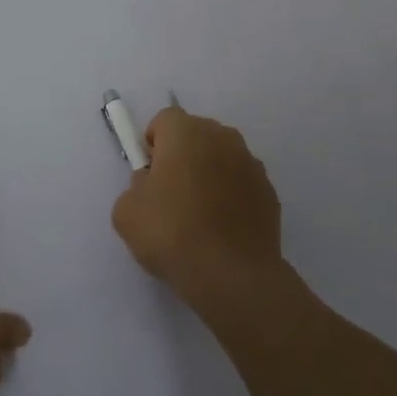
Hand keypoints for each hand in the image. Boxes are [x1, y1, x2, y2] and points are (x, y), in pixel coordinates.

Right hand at [110, 108, 282, 305]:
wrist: (231, 275)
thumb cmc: (171, 233)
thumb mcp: (126, 210)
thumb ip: (137, 185)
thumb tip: (152, 184)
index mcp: (186, 132)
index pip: (164, 120)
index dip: (153, 144)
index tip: (149, 174)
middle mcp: (222, 137)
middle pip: (196, 134)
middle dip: (182, 155)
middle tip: (170, 194)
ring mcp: (251, 164)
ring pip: (221, 158)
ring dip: (209, 174)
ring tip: (199, 215)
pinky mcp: (269, 192)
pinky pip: (241, 183)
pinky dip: (231, 196)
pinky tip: (221, 228)